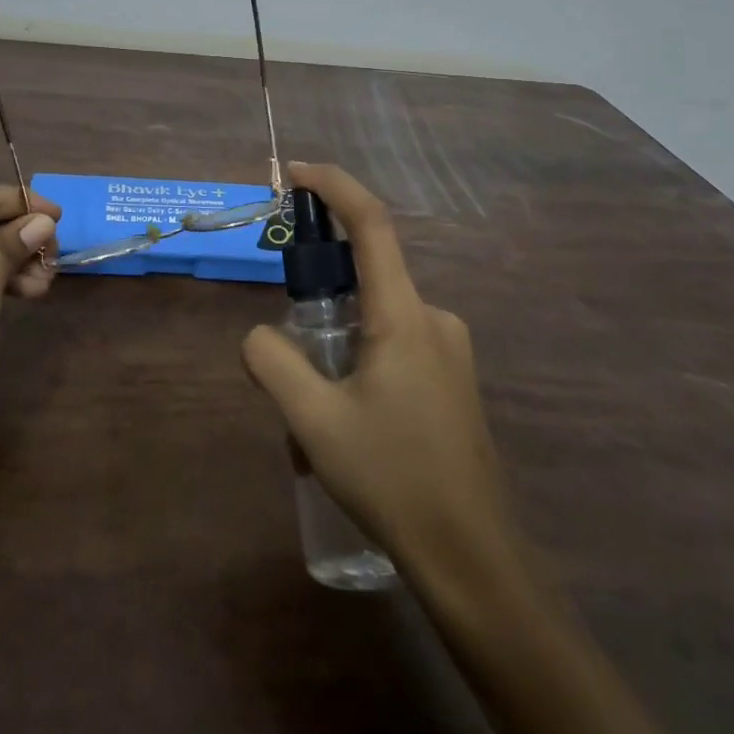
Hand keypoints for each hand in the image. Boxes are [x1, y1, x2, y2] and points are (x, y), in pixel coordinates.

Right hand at [243, 162, 526, 591]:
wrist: (474, 559)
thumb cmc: (393, 479)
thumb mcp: (314, 421)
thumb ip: (272, 362)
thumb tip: (260, 334)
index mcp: (404, 316)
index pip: (372, 225)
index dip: (334, 186)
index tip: (295, 173)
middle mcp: (434, 318)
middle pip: (367, 273)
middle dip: (319, 292)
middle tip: (289, 352)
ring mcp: (449, 350)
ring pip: (376, 316)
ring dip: (337, 340)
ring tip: (315, 412)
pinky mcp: (453, 379)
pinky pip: (394, 344)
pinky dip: (359, 358)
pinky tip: (350, 423)